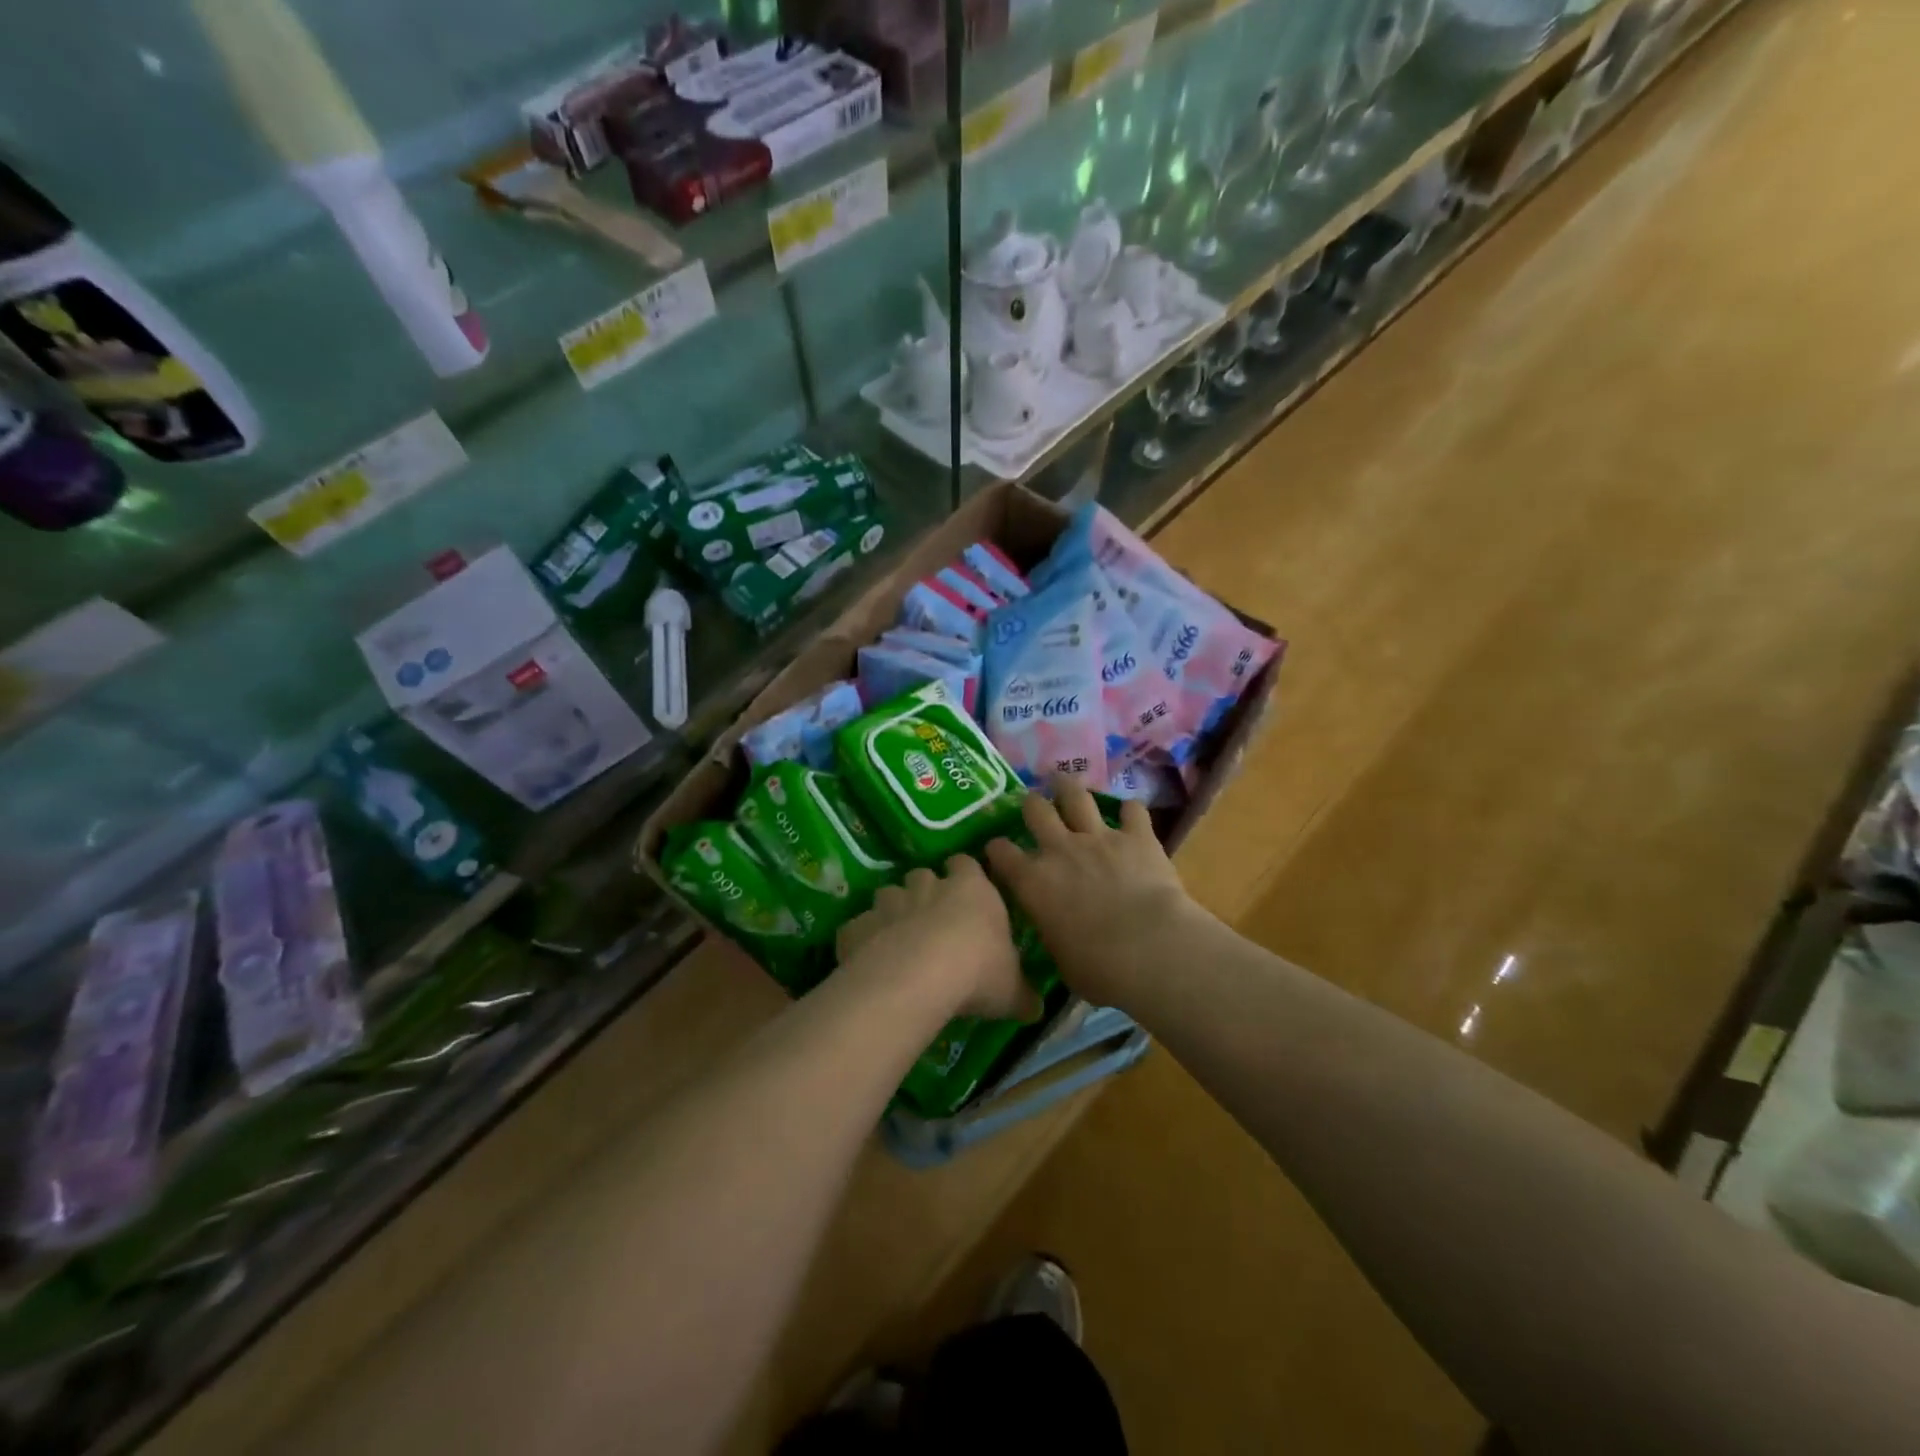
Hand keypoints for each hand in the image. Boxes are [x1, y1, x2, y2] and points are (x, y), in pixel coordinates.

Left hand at [836, 856, 1038, 1020]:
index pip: (966, 864)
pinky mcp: (857, 925)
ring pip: (887, 895)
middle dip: (925, 892)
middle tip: (931, 922)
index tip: (966, 895)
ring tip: (898, 943)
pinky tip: (868, 962)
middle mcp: (927, 886)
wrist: (918, 976)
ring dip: (892, 912)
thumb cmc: (977, 971)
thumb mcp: (1012, 989)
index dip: (964, 876)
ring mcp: (888, 902)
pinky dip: (863, 939)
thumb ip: (1023, 995)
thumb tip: (1036, 1009)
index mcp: (971, 889)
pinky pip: (858, 927)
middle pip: (922, 875)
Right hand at [984, 775, 1203, 1006]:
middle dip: (1031, 805)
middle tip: (1033, 805)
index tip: (997, 850)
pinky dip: (1130, 812)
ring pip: (1076, 796)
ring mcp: (1098, 838)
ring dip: (1069, 788)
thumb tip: (1055, 932)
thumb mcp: (1060, 957)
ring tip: (1064, 782)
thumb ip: (1053, 932)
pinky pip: (1132, 811)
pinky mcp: (1136, 836)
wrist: (1149, 949)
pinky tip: (1131, 814)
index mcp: (1033, 882)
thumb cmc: (1098, 968)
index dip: (997, 849)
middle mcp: (1060, 850)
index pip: (1001, 853)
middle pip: (1036, 810)